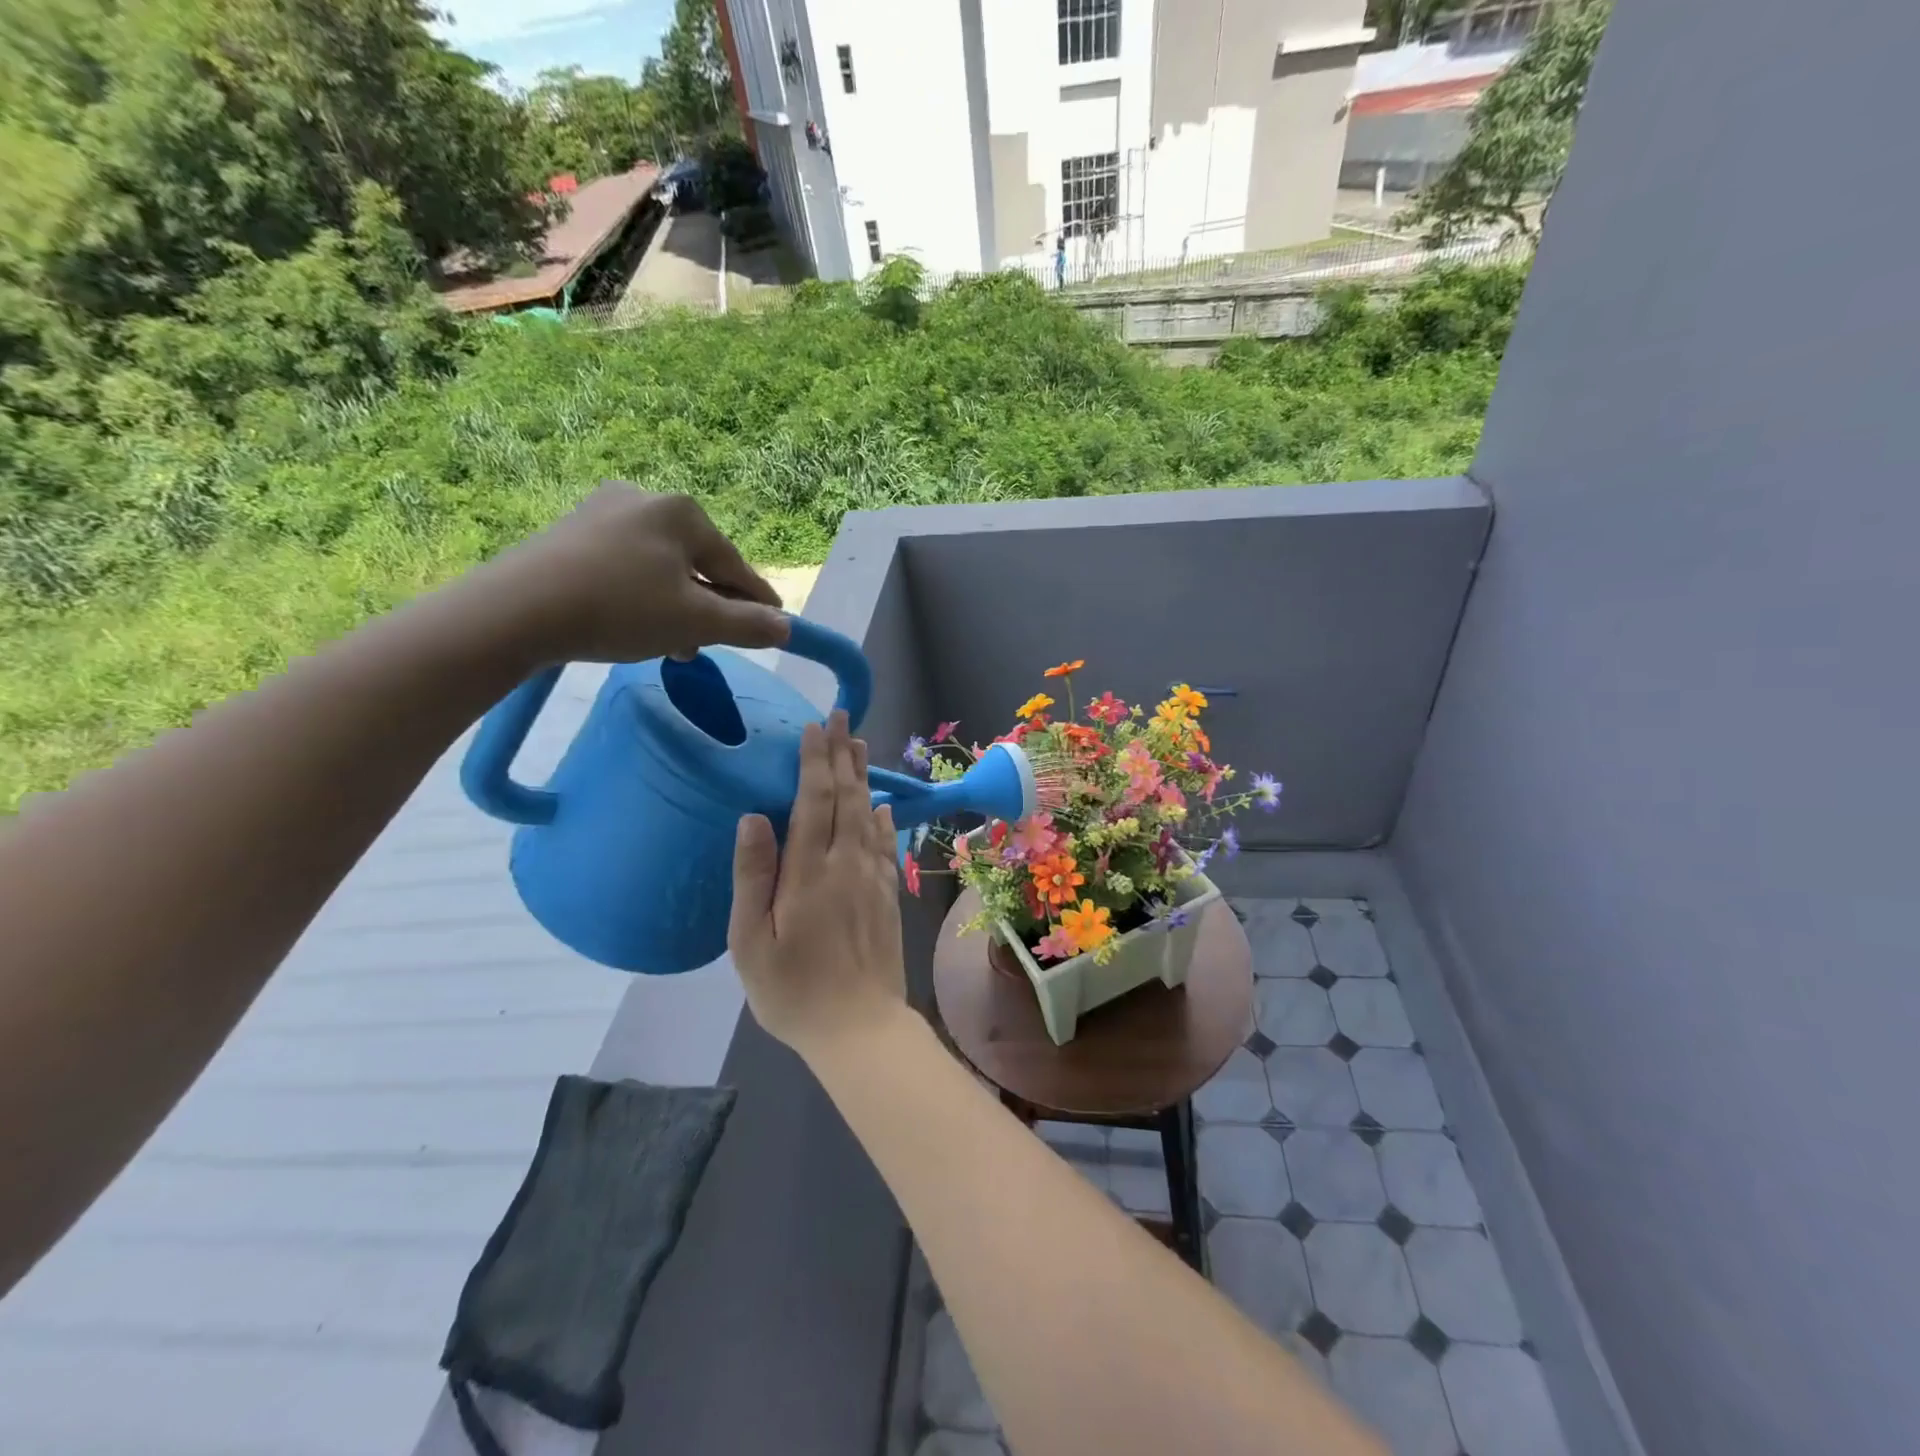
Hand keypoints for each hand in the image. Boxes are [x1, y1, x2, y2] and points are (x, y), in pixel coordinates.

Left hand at [473, 483, 789, 663]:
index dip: (757, 601)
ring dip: (675, 606)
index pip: (735, 565)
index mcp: (682, 512)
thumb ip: (748, 625)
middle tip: (710, 646)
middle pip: (697, 564)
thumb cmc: (621, 609)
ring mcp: (601, 511)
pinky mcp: (569, 532)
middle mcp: (644, 499)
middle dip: (708, 608)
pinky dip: (640, 596)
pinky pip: (625, 566)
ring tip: (672, 645)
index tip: (775, 626)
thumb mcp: (697, 623)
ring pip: (660, 568)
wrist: (517, 611)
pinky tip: (633, 624)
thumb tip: (785, 628)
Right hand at [729, 712, 907, 1063]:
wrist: (860, 1027)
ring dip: (862, 777)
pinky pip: (885, 844)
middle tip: (840, 717)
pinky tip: (882, 805)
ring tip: (858, 745)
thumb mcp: (751, 941)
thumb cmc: (793, 990)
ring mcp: (872, 878)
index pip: (815, 800)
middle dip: (842, 754)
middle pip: (847, 797)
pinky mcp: (888, 895)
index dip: (815, 760)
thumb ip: (754, 875)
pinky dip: (883, 818)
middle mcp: (847, 863)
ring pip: (869, 814)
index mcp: (809, 871)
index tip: (815, 727)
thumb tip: (754, 816)